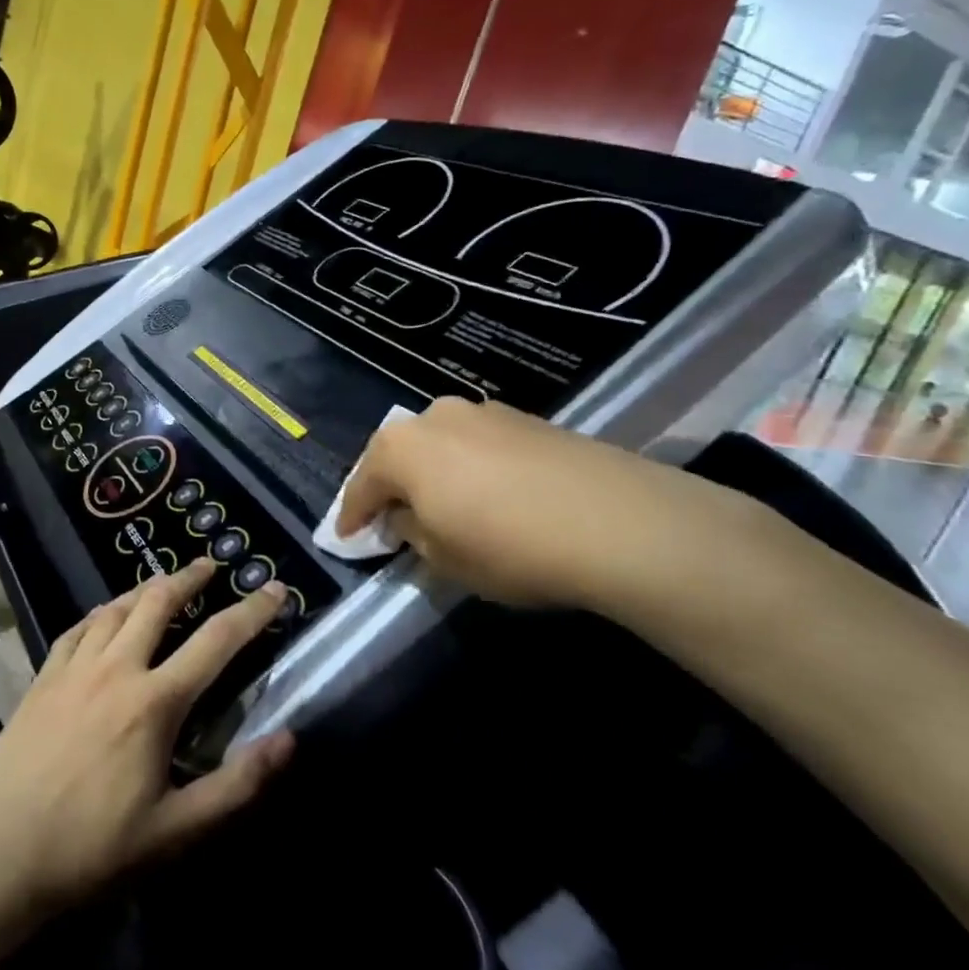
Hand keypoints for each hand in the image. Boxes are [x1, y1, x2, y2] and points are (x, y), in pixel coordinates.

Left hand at [0, 558, 293, 914]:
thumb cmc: (93, 848)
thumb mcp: (176, 831)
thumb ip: (237, 786)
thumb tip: (288, 739)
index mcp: (155, 702)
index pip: (217, 640)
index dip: (252, 610)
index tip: (275, 589)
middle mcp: (117, 668)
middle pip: (159, 602)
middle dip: (189, 577)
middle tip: (209, 565)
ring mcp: (74, 668)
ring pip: (116, 608)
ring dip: (145, 589)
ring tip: (163, 583)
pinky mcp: (43, 677)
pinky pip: (77, 628)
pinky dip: (100, 614)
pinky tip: (104, 616)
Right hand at [335, 397, 760, 610]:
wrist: (619, 522)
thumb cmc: (508, 545)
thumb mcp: (443, 557)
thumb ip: (411, 532)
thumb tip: (405, 517)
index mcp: (402, 446)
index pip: (362, 485)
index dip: (353, 516)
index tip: (348, 538)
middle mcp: (435, 416)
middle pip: (400, 455)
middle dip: (393, 487)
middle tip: (394, 520)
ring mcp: (485, 411)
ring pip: (442, 446)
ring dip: (435, 474)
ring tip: (446, 506)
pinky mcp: (528, 419)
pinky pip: (480, 445)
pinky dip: (472, 468)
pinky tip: (491, 495)